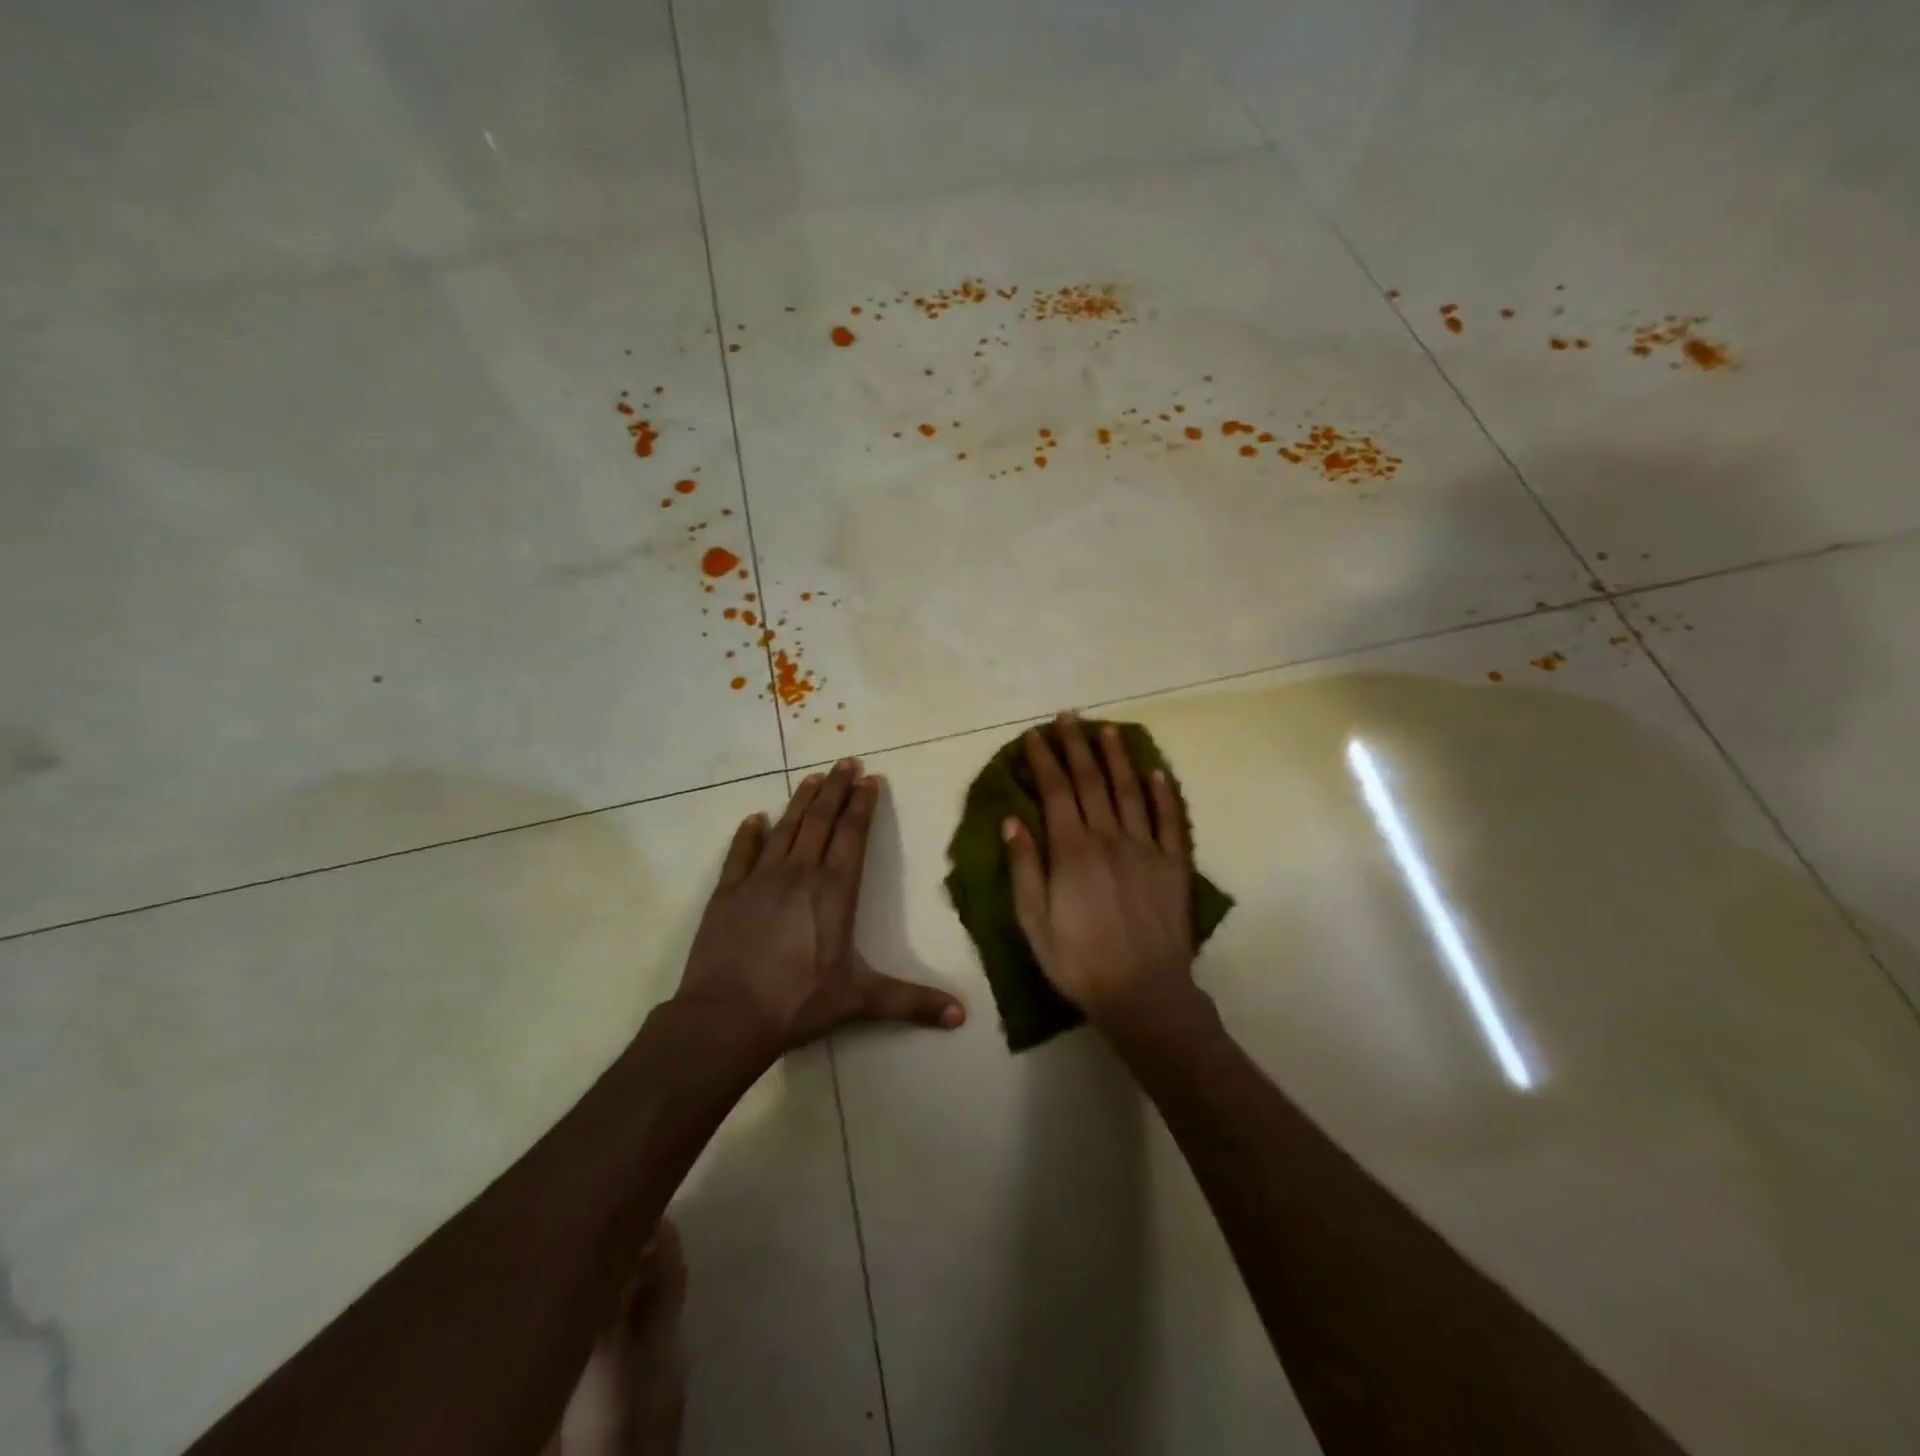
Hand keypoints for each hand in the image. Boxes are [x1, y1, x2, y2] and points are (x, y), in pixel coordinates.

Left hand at [675, 759, 965, 1056]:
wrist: (726, 1017)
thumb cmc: (798, 1002)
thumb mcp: (860, 1000)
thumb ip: (912, 1002)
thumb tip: (962, 1016)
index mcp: (834, 891)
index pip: (853, 836)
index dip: (863, 805)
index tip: (870, 779)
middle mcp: (799, 874)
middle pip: (821, 821)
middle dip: (836, 789)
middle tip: (846, 762)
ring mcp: (759, 880)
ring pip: (786, 829)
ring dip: (801, 801)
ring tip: (813, 777)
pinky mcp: (727, 893)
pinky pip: (740, 854)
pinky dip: (748, 834)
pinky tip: (755, 819)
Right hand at [1003, 715, 1197, 1024]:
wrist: (1143, 994)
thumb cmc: (1078, 961)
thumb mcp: (1034, 921)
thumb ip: (1024, 867)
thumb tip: (1012, 820)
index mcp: (1072, 851)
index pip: (1055, 792)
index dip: (1044, 760)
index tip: (1034, 736)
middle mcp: (1109, 838)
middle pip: (1091, 782)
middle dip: (1076, 746)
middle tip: (1068, 717)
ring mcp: (1146, 848)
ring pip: (1129, 791)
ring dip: (1117, 758)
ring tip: (1106, 730)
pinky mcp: (1174, 864)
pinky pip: (1170, 820)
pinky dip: (1164, 793)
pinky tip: (1157, 771)